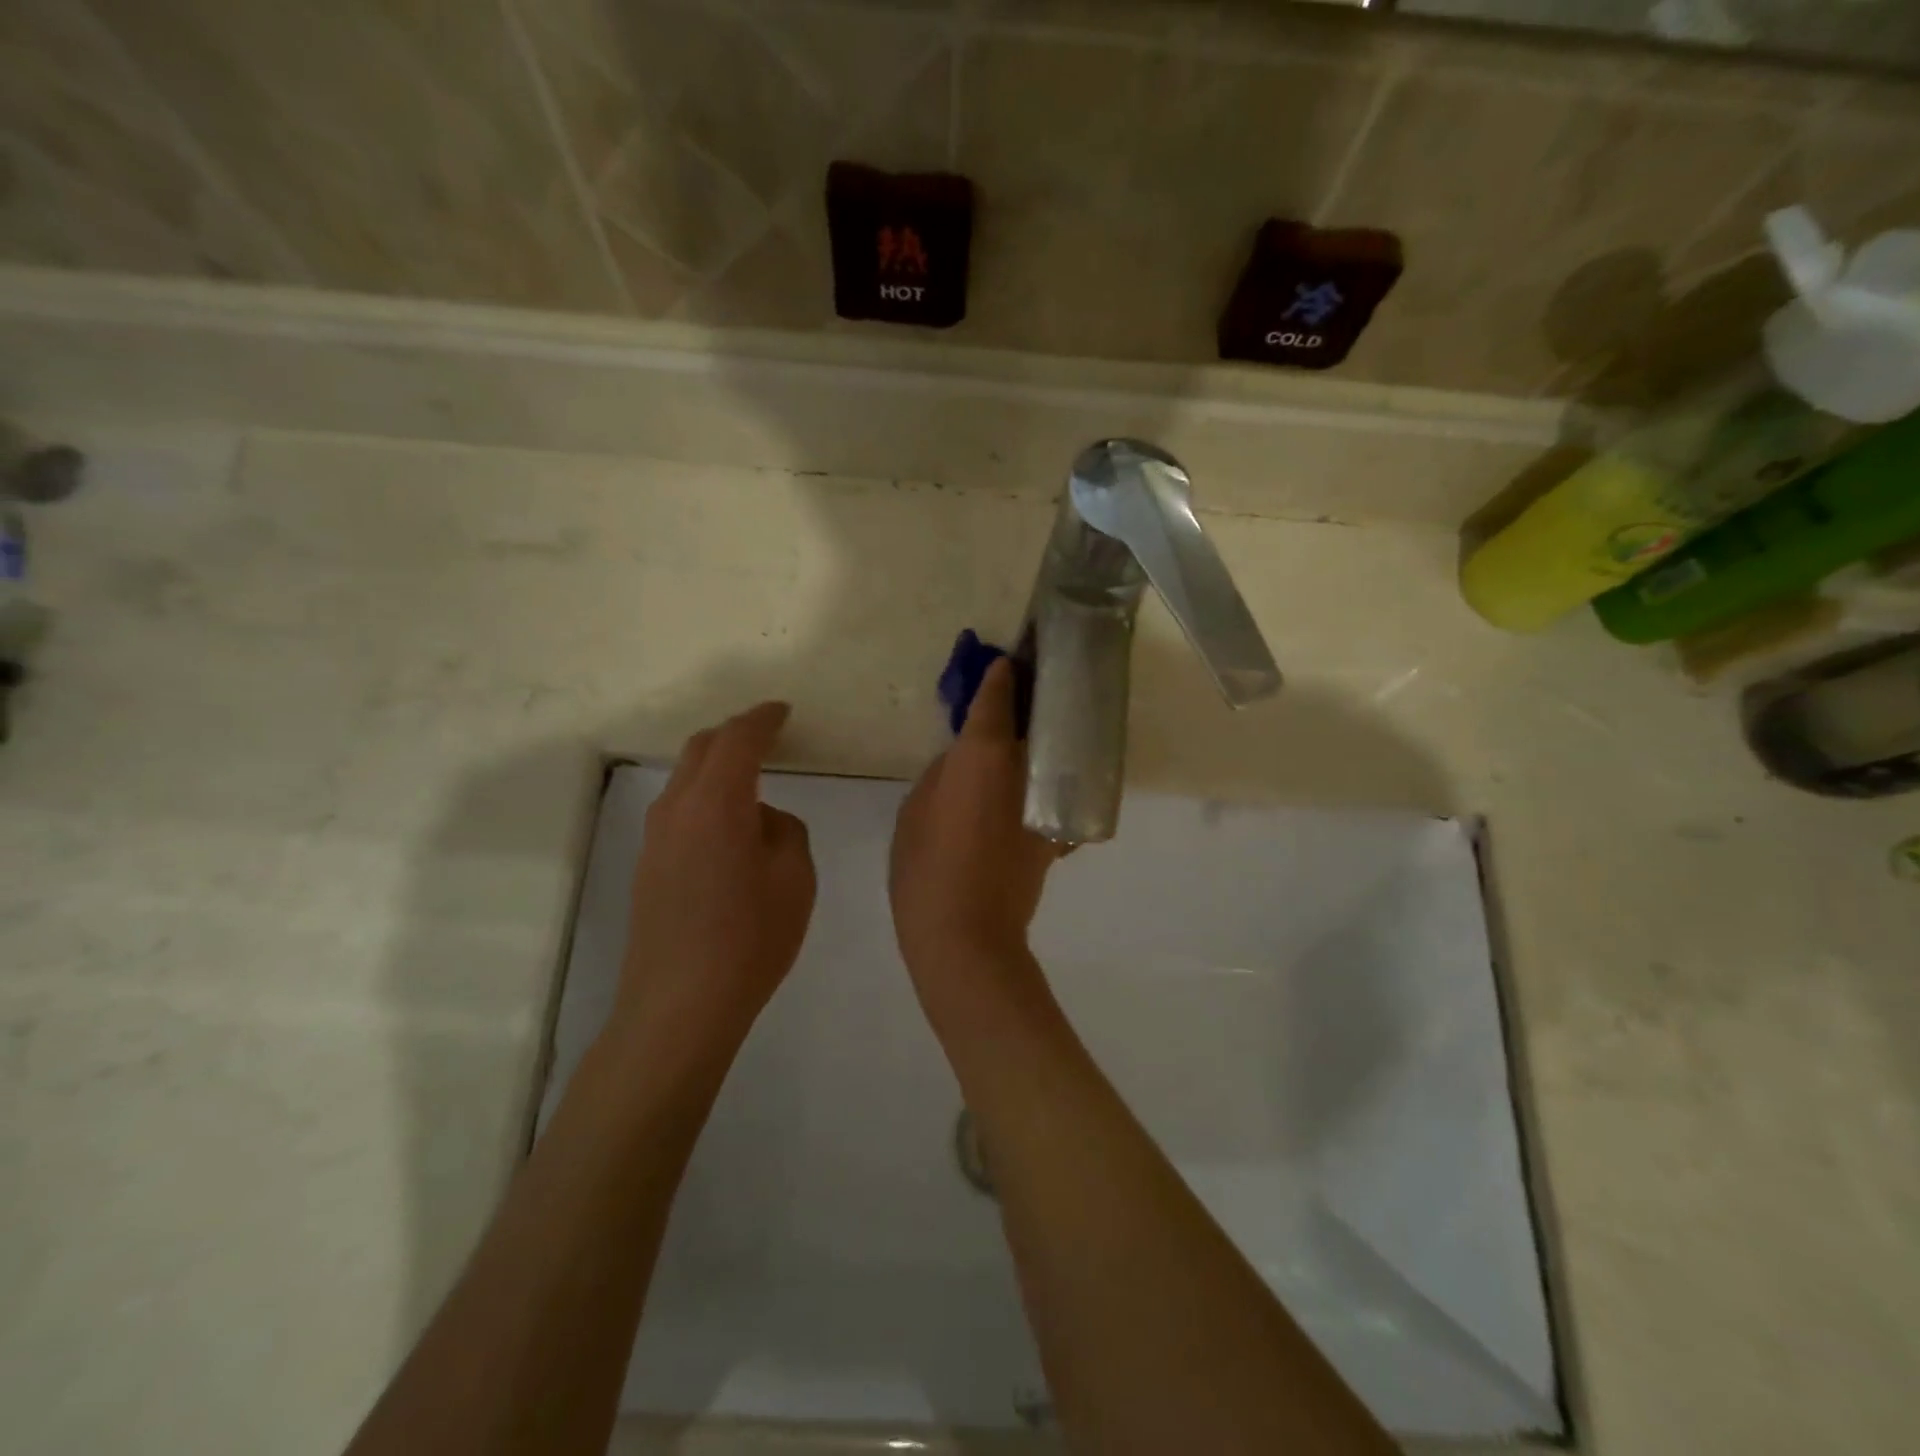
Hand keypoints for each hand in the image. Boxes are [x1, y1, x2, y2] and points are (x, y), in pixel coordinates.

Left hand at [611, 702, 815, 1064]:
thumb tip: (761, 820)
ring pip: (685, 778)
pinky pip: (679, 809)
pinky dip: (705, 796)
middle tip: (768, 734)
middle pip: (702, 748)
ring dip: (717, 766)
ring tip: (751, 778)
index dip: (763, 719)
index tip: (782, 711)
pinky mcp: (648, 865)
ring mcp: (655, 837)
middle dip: (735, 734)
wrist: (679, 1005)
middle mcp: (676, 808)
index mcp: (717, 802)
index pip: (739, 739)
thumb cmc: (749, 938)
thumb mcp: (795, 878)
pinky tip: (728, 825)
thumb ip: (784, 830)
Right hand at [890, 658, 1058, 990]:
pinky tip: (1031, 779)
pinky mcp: (1054, 832)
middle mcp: (1025, 768)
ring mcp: (1045, 801)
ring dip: (1041, 735)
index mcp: (985, 754)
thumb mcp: (915, 810)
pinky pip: (1051, 791)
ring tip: (1028, 722)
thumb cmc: (926, 868)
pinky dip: (1045, 777)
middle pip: (1035, 719)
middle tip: (1022, 680)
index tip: (1003, 661)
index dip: (999, 676)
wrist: (967, 937)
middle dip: (1029, 697)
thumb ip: (943, 772)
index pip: (997, 699)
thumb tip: (965, 759)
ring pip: (1049, 753)